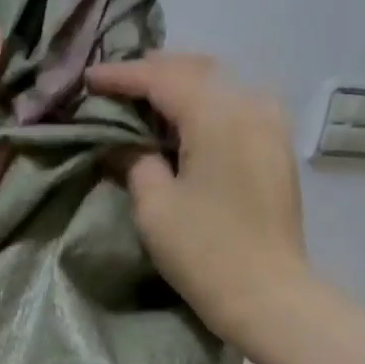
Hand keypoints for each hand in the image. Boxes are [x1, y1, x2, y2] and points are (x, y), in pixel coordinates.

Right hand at [86, 54, 307, 343]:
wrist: (266, 293)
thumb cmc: (203, 249)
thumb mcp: (154, 205)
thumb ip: (134, 161)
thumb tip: (121, 144)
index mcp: (217, 114)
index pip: (162, 78)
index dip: (121, 76)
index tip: (88, 80)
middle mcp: (250, 105)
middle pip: (196, 70)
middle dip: (153, 72)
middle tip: (116, 84)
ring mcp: (270, 125)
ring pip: (220, 84)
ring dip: (181, 85)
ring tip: (147, 98)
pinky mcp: (276, 148)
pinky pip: (236, 106)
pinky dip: (205, 104)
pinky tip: (184, 122)